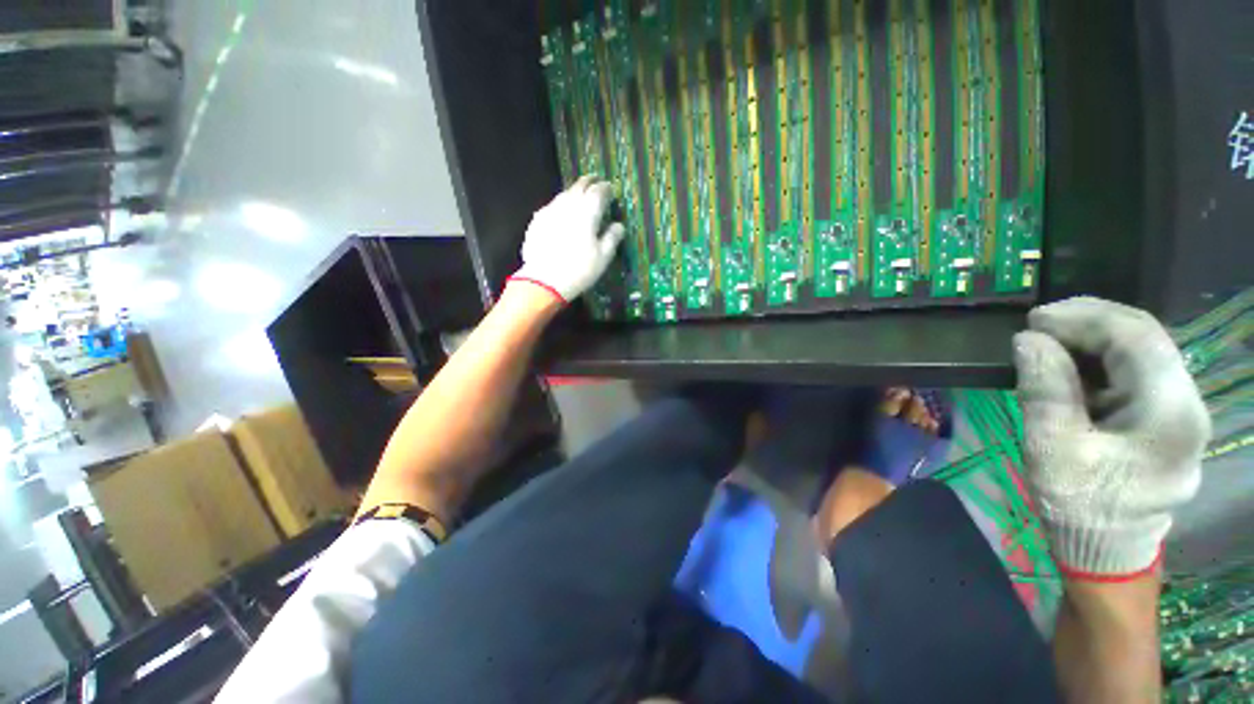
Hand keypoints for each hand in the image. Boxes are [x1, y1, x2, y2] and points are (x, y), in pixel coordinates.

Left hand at [508, 176, 625, 303]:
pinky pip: (552, 206)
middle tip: (596, 182)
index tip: (611, 189)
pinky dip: (561, 204)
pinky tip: (562, 213)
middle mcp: (568, 205)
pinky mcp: (537, 220)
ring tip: (580, 195)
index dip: (606, 188)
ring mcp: (550, 211)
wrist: (544, 280)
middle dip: (589, 182)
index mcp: (587, 212)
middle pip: (579, 186)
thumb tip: (619, 225)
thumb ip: (612, 237)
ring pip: (564, 194)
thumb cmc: (579, 270)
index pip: (598, 192)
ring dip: (574, 191)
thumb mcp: (603, 257)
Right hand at [1013, 297, 1209, 578]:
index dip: (1084, 317)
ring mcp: (1181, 412)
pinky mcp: (1167, 419)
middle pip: (1145, 338)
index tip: (1033, 321)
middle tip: (1037, 327)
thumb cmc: (1080, 505)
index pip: (1137, 337)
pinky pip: (1137, 373)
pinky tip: (1070, 369)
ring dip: (1093, 340)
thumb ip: (1045, 389)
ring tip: (1048, 345)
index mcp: (1169, 413)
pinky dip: (1100, 361)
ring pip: (1142, 352)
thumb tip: (1030, 340)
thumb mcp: (1051, 448)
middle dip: (1089, 322)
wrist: (1107, 552)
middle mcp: (1187, 404)